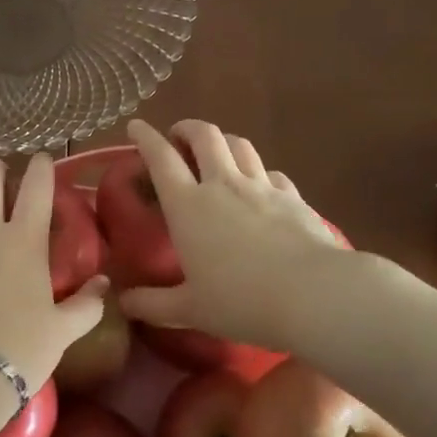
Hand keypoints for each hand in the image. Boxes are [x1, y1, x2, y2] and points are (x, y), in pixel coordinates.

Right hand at [117, 119, 348, 349]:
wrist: (313, 294)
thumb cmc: (242, 301)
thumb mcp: (190, 310)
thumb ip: (153, 305)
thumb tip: (123, 303)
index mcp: (188, 206)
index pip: (160, 158)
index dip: (145, 137)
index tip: (135, 126)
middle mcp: (223, 185)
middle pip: (204, 136)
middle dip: (187, 128)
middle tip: (178, 136)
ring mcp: (261, 186)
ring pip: (239, 144)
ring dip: (222, 141)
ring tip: (216, 151)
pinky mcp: (292, 196)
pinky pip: (271, 172)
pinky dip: (258, 171)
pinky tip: (260, 185)